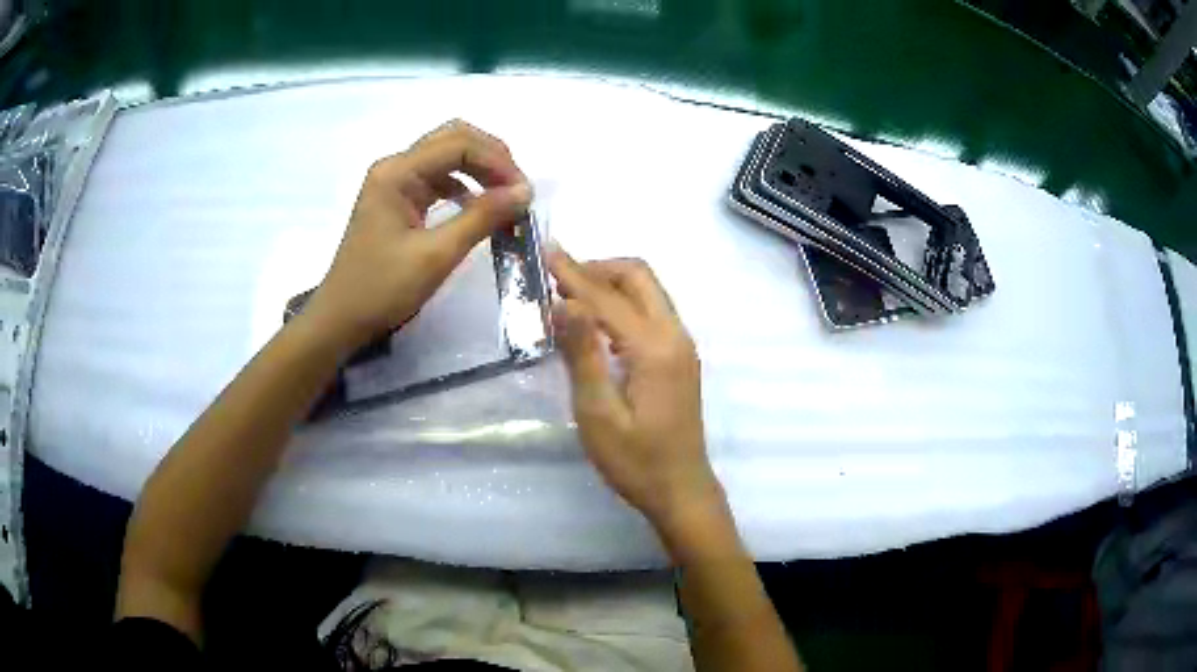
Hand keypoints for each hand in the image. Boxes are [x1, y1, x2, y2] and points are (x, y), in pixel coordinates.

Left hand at [303, 120, 531, 351]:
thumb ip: (481, 218)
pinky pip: (438, 179)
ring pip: (447, 156)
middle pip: (453, 139)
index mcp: (397, 172)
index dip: (497, 161)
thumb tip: (525, 192)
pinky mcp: (398, 200)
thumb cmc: (382, 289)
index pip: (458, 144)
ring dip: (480, 170)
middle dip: (491, 157)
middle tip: (518, 188)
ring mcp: (394, 183)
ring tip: (506, 197)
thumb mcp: (436, 256)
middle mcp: (395, 167)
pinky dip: (464, 187)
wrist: (341, 319)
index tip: (524, 193)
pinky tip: (480, 208)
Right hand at [548, 248, 726, 536]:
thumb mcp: (598, 413)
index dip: (573, 273)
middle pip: (639, 277)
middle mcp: (675, 335)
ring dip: (610, 283)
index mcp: (655, 347)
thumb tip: (563, 302)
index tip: (544, 251)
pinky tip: (597, 321)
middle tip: (557, 277)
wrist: (681, 490)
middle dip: (597, 268)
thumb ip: (582, 354)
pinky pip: (651, 311)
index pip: (607, 297)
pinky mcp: (679, 358)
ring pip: (648, 291)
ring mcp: (681, 345)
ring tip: (569, 294)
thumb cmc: (635, 461)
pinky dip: (622, 303)